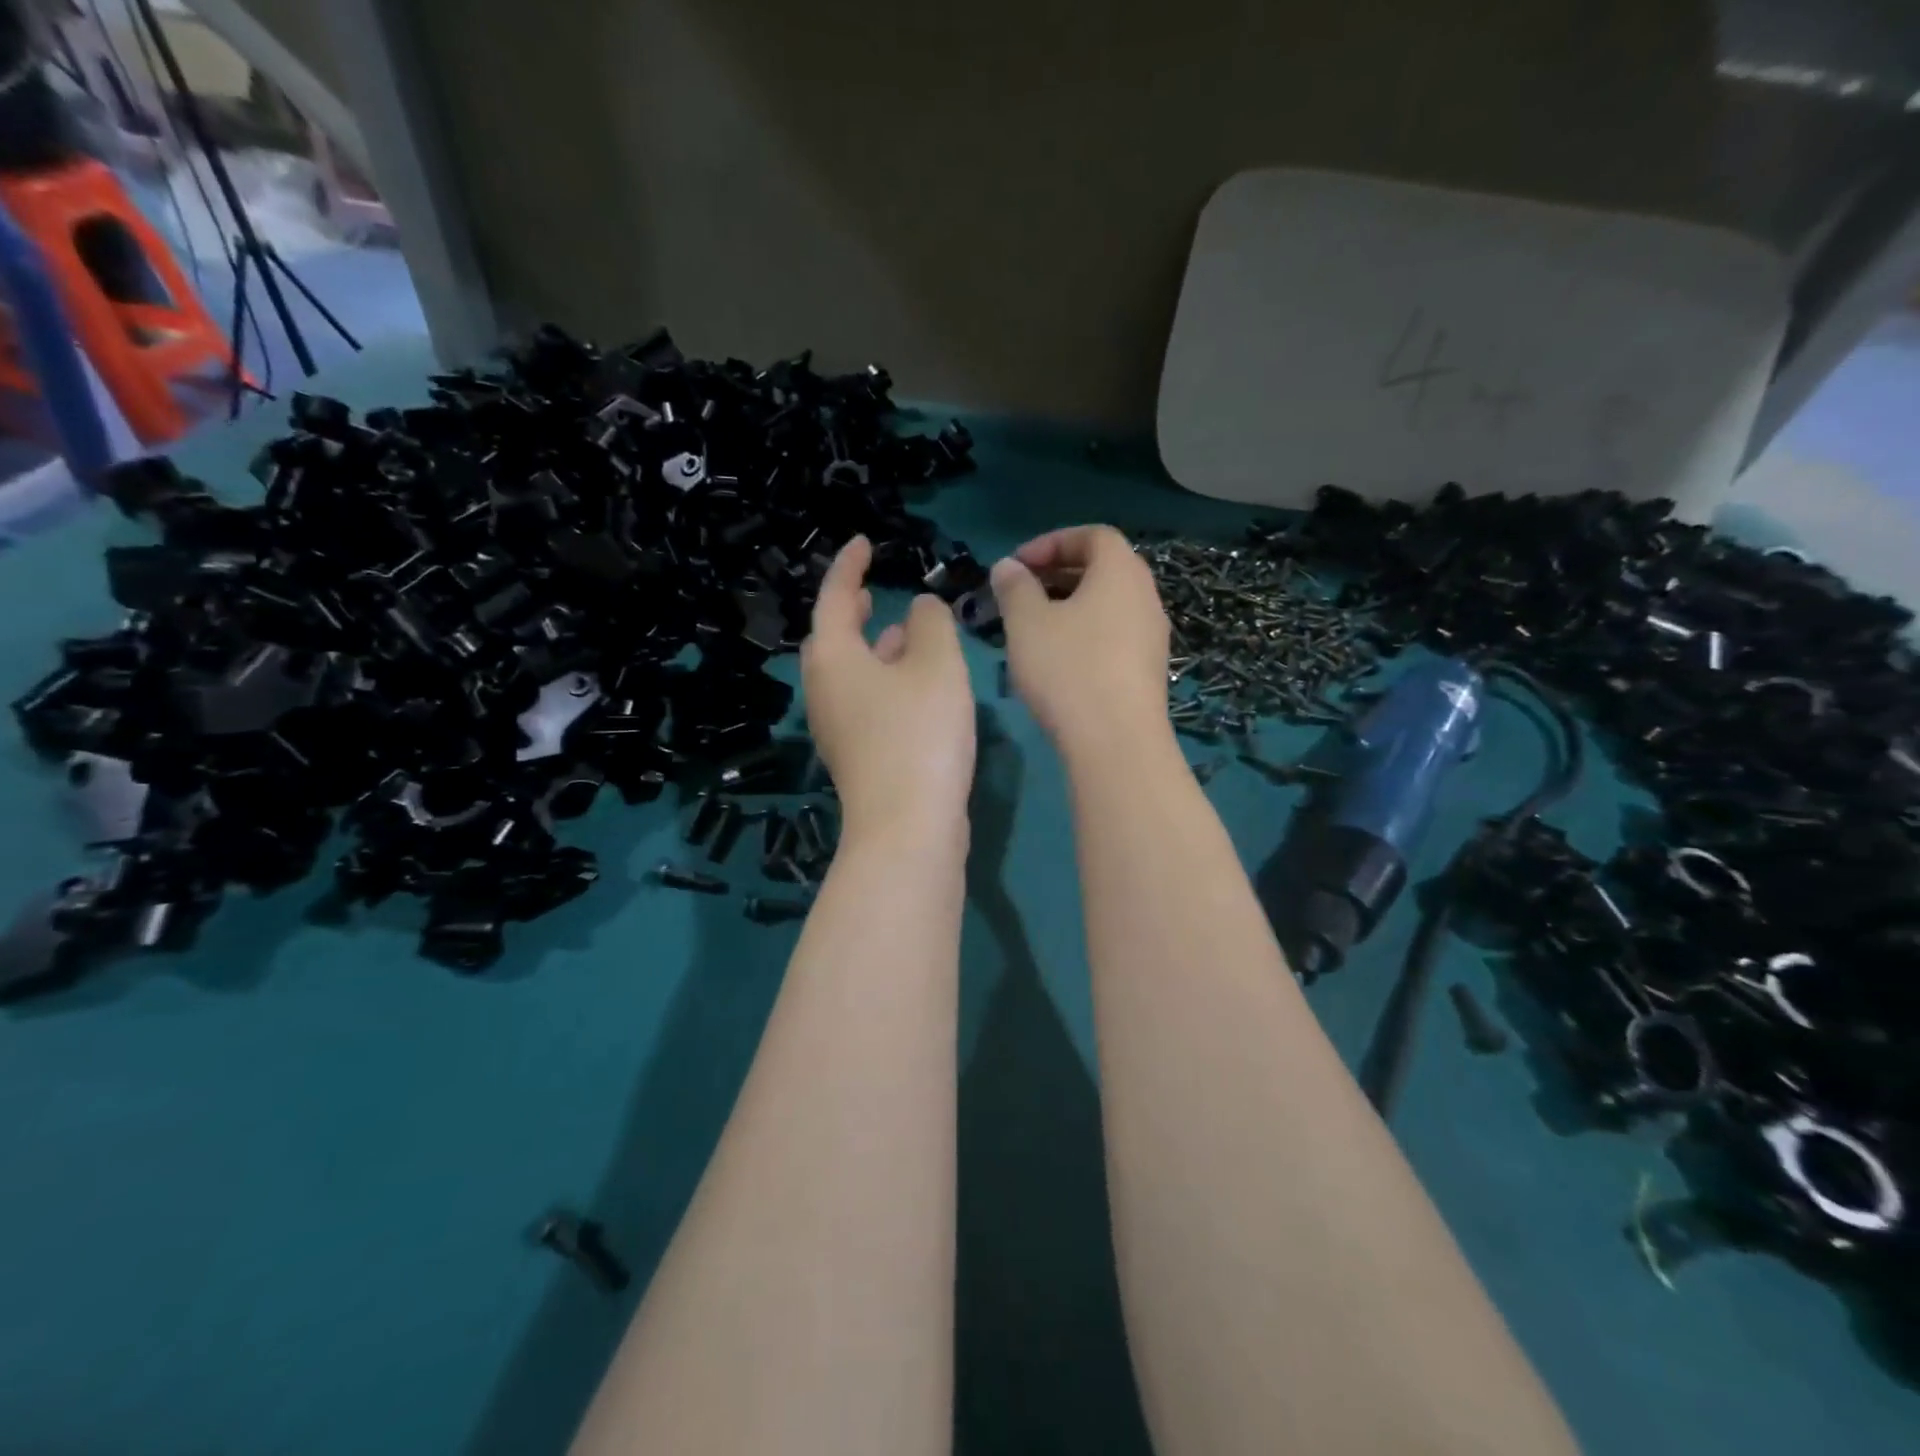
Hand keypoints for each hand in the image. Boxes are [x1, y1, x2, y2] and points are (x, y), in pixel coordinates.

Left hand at [802, 536, 976, 844]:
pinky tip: (915, 684)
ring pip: (851, 671)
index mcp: (832, 657)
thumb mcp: (936, 664)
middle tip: (870, 591)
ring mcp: (837, 727)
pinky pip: (866, 699)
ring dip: (874, 647)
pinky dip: (885, 678)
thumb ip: (930, 624)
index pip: (835, 597)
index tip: (863, 543)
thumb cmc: (919, 733)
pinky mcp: (857, 755)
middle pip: (832, 639)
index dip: (849, 566)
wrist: (907, 825)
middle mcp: (824, 690)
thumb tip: (919, 608)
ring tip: (902, 631)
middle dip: (851, 610)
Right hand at [990, 525, 1170, 757]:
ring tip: (1032, 628)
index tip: (1017, 565)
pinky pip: (1114, 634)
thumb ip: (1014, 587)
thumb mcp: (1027, 623)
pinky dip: (1085, 633)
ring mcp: (1152, 636)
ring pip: (1108, 605)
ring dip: (1070, 606)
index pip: (1093, 535)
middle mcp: (1145, 597)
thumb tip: (1008, 567)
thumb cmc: (1068, 669)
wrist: (1116, 742)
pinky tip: (1057, 661)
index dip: (1052, 542)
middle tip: (1020, 593)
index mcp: (1121, 572)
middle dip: (1058, 574)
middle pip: (1103, 569)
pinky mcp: (1148, 670)